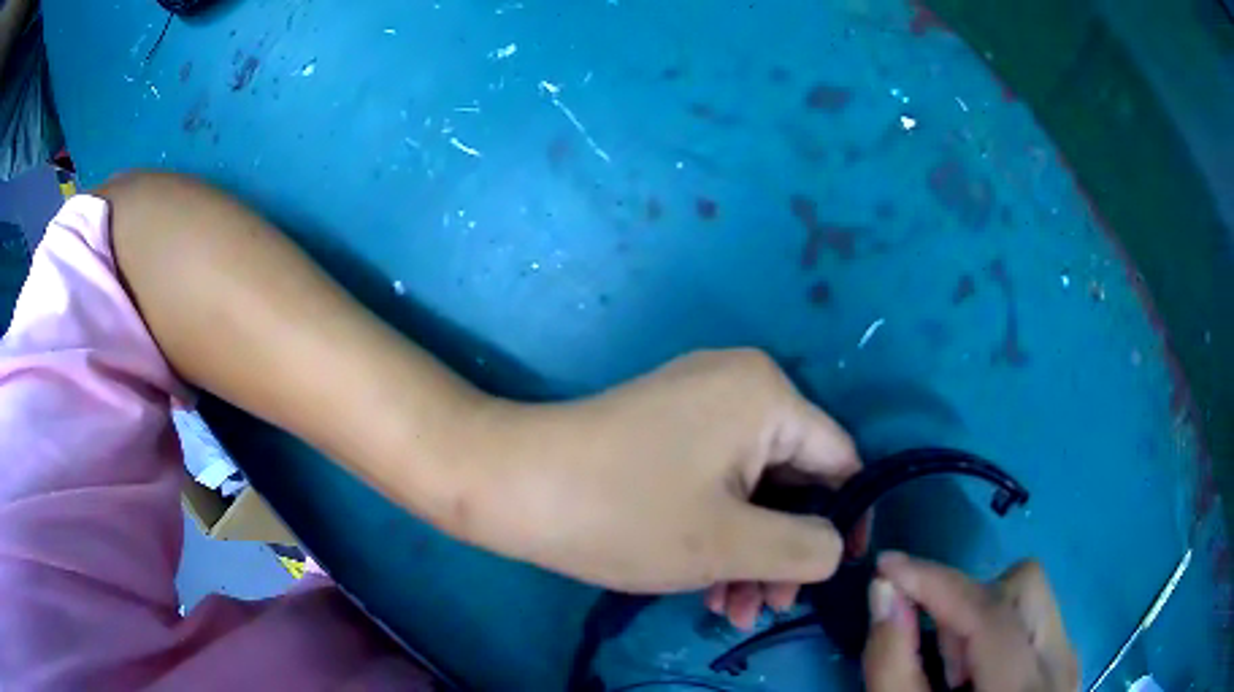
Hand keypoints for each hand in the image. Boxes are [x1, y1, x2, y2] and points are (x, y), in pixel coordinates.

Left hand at [463, 349, 860, 627]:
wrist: (512, 485)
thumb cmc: (624, 514)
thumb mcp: (730, 544)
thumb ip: (806, 548)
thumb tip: (837, 544)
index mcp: (768, 395)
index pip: (840, 462)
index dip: (844, 523)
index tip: (831, 577)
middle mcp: (741, 386)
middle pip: (794, 479)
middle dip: (785, 550)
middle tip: (768, 607)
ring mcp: (700, 405)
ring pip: (754, 489)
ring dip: (751, 552)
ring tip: (733, 610)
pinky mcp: (669, 428)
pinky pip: (718, 481)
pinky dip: (721, 531)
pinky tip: (710, 586)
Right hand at [863, 552, 1078, 691]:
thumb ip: (893, 664)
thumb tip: (883, 592)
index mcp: (1021, 691)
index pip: (987, 612)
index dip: (935, 582)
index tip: (887, 566)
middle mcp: (1061, 664)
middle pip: (1023, 585)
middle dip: (967, 605)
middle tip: (937, 655)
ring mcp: (1070, 660)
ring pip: (1032, 596)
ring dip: (983, 617)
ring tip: (959, 672)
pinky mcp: (1068, 660)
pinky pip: (1037, 617)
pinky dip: (999, 631)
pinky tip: (981, 675)